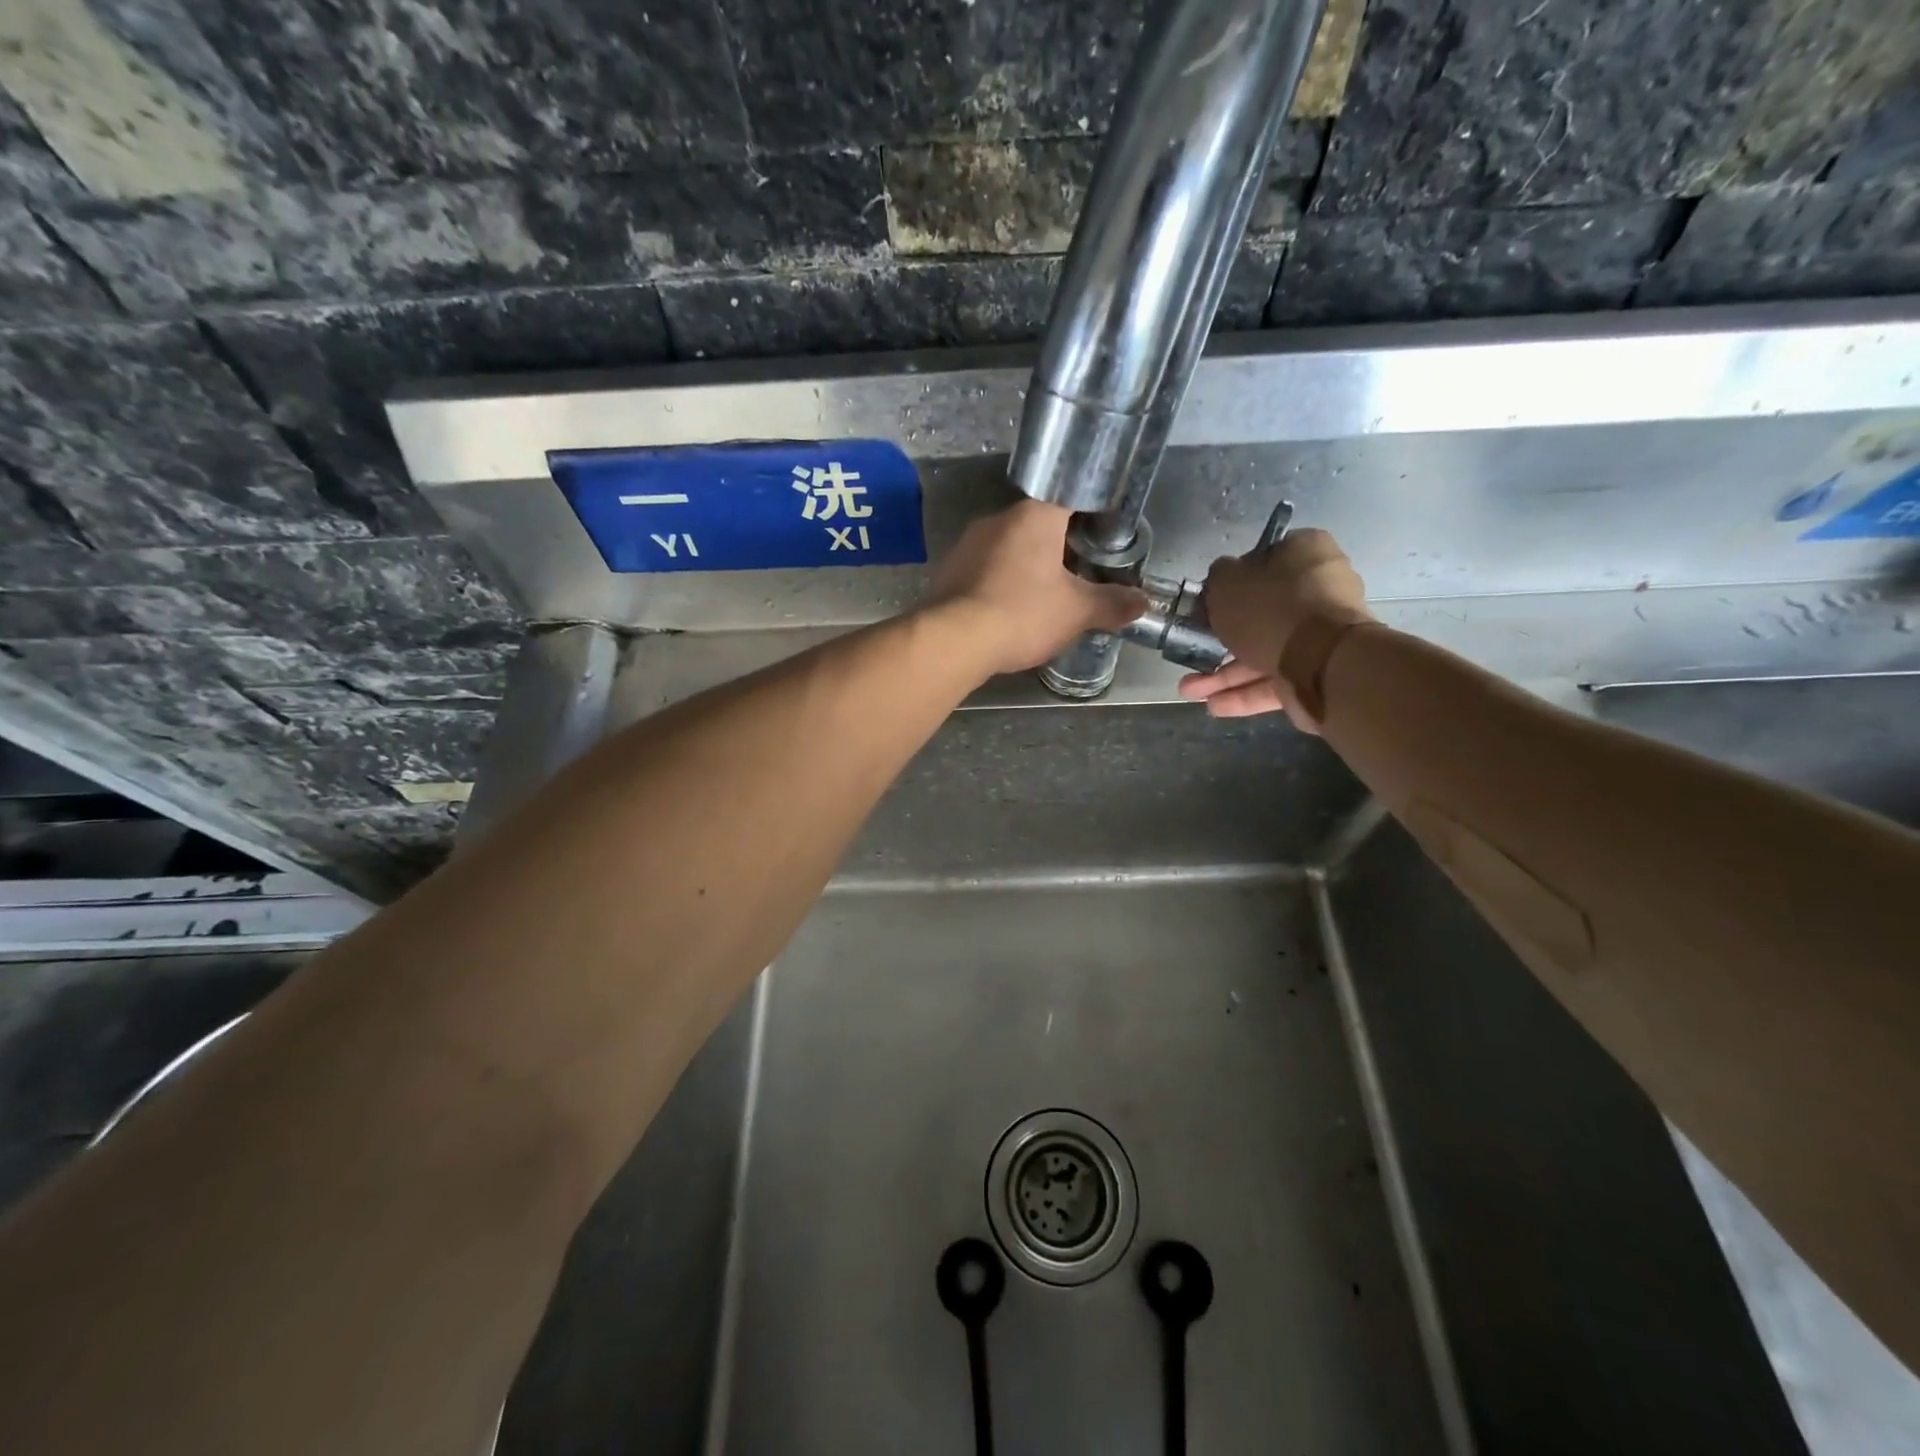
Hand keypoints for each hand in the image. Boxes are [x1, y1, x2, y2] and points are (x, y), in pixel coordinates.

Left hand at [926, 500, 1147, 676]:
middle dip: (1060, 548)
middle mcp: (998, 518)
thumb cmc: (1023, 613)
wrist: (955, 640)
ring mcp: (968, 543)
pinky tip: (1009, 608)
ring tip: (1045, 596)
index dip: (1092, 518)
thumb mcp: (1076, 612)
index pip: (1072, 499)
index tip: (1104, 541)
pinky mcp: (949, 569)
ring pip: (1010, 548)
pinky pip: (985, 569)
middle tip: (1079, 576)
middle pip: (1039, 525)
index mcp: (1035, 515)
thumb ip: (1111, 603)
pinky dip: (1001, 583)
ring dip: (1028, 567)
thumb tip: (1142, 602)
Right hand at [1178, 528, 1371, 729]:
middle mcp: (1319, 591)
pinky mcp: (1318, 673)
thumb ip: (1219, 577)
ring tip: (1191, 691)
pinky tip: (1214, 705)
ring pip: (1264, 652)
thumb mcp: (1227, 582)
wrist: (1321, 661)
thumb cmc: (1271, 609)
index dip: (1234, 582)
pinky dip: (1245, 693)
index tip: (1209, 602)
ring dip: (1225, 674)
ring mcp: (1321, 635)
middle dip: (1222, 639)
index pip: (1265, 561)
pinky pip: (1275, 680)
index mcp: (1305, 554)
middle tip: (1193, 650)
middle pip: (1262, 613)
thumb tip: (1223, 578)